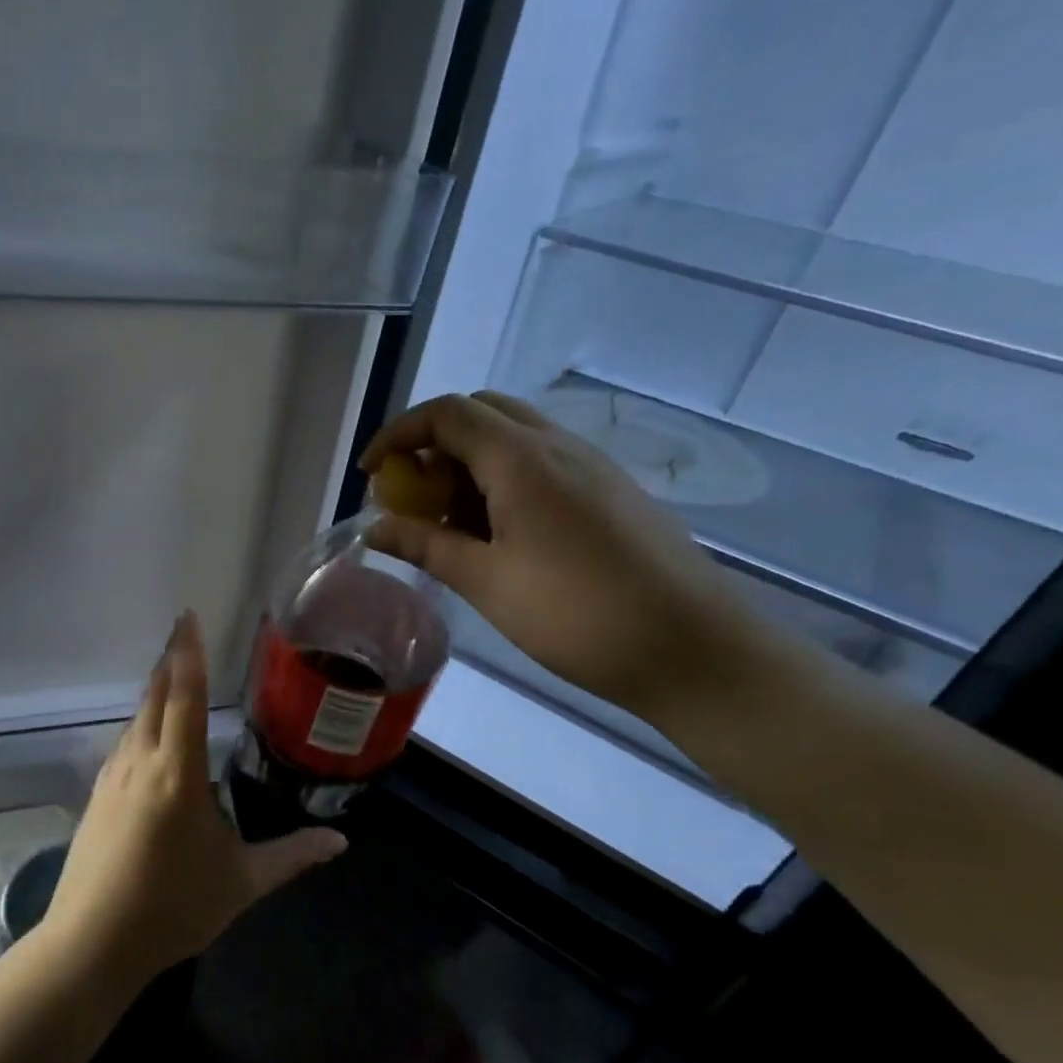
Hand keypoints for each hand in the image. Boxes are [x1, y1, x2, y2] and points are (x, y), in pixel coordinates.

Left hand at [42, 613, 348, 985]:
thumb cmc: (172, 908)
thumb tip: (340, 842)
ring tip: (171, 675)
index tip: (188, 617)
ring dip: (154, 692)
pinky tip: (148, 735)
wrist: (91, 943)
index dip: (188, 654)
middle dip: (171, 662)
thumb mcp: (241, 882)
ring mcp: (113, 778)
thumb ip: (291, 857)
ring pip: (135, 719)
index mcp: (177, 773)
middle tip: (183, 633)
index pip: (185, 698)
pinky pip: (123, 744)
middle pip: (155, 697)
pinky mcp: (97, 797)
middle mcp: (141, 763)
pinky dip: (141, 724)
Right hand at [362, 391, 774, 723]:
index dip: (398, 435)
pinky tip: (498, 534)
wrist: (693, 649)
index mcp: (522, 460)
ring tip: (449, 524)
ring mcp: (591, 466)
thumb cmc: (577, 615)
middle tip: (412, 496)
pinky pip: (542, 463)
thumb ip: (425, 545)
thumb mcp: (487, 582)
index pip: (446, 414)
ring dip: (468, 464)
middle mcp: (558, 446)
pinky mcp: (610, 492)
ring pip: (513, 437)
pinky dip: (502, 479)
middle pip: (481, 413)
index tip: (369, 476)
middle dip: (433, 444)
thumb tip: (374, 529)